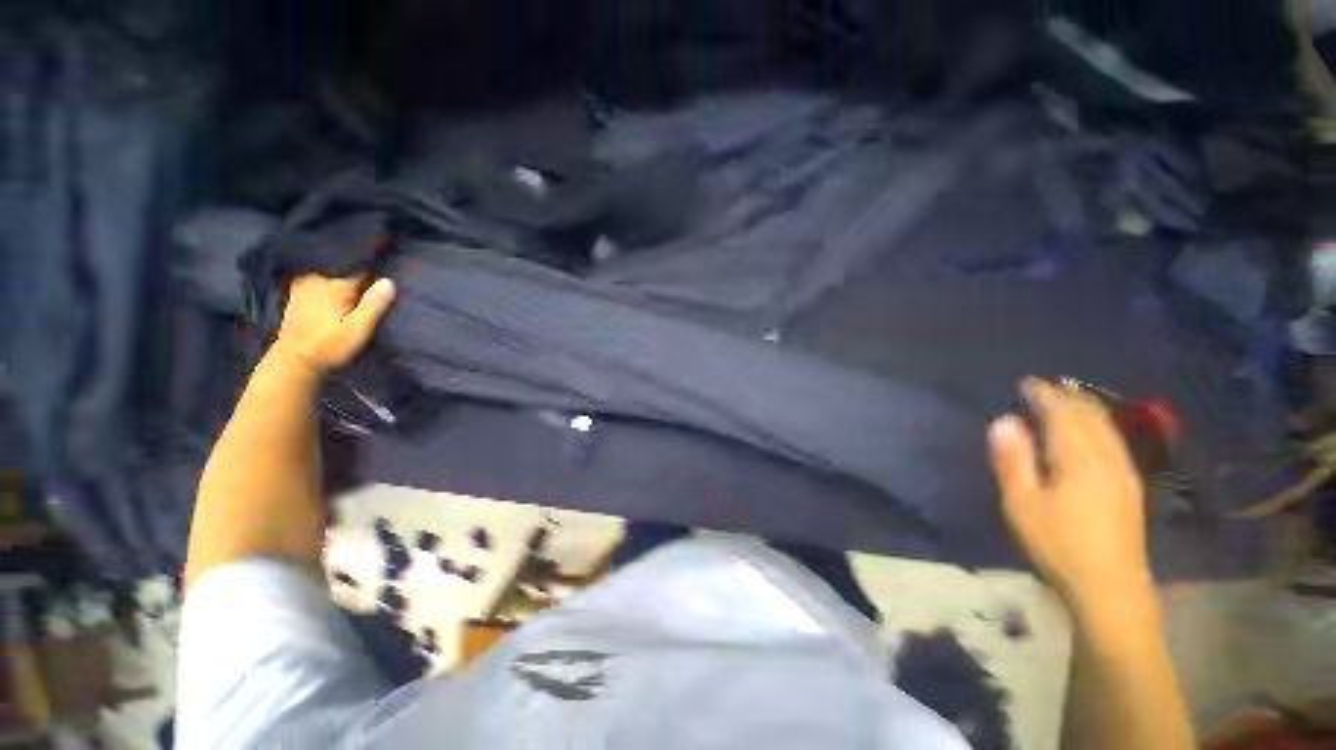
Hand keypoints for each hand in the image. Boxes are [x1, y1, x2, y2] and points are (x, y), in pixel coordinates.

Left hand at [272, 274, 396, 374]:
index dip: (373, 294)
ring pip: (331, 289)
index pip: (364, 280)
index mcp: (335, 285)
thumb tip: (389, 281)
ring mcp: (302, 290)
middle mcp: (317, 281)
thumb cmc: (331, 345)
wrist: (294, 363)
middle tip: (359, 318)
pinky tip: (327, 318)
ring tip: (343, 319)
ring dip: (339, 299)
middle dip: (355, 295)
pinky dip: (324, 302)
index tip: (375, 311)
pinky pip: (317, 295)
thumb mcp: (361, 327)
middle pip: (346, 283)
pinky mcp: (293, 301)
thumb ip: (375, 303)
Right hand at [988, 378, 1153, 612]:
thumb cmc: (1058, 544)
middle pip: (1089, 417)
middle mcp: (1107, 458)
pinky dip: (1098, 425)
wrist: (1110, 587)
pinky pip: (1113, 441)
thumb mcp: (1022, 504)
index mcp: (1079, 460)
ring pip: (1106, 428)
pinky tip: (1092, 431)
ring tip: (1066, 398)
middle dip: (1066, 397)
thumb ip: (1013, 460)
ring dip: (1085, 408)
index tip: (1027, 382)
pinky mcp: (1129, 487)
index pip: (1062, 415)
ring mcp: (1123, 473)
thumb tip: (1004, 421)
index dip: (1044, 396)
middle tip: (1044, 386)